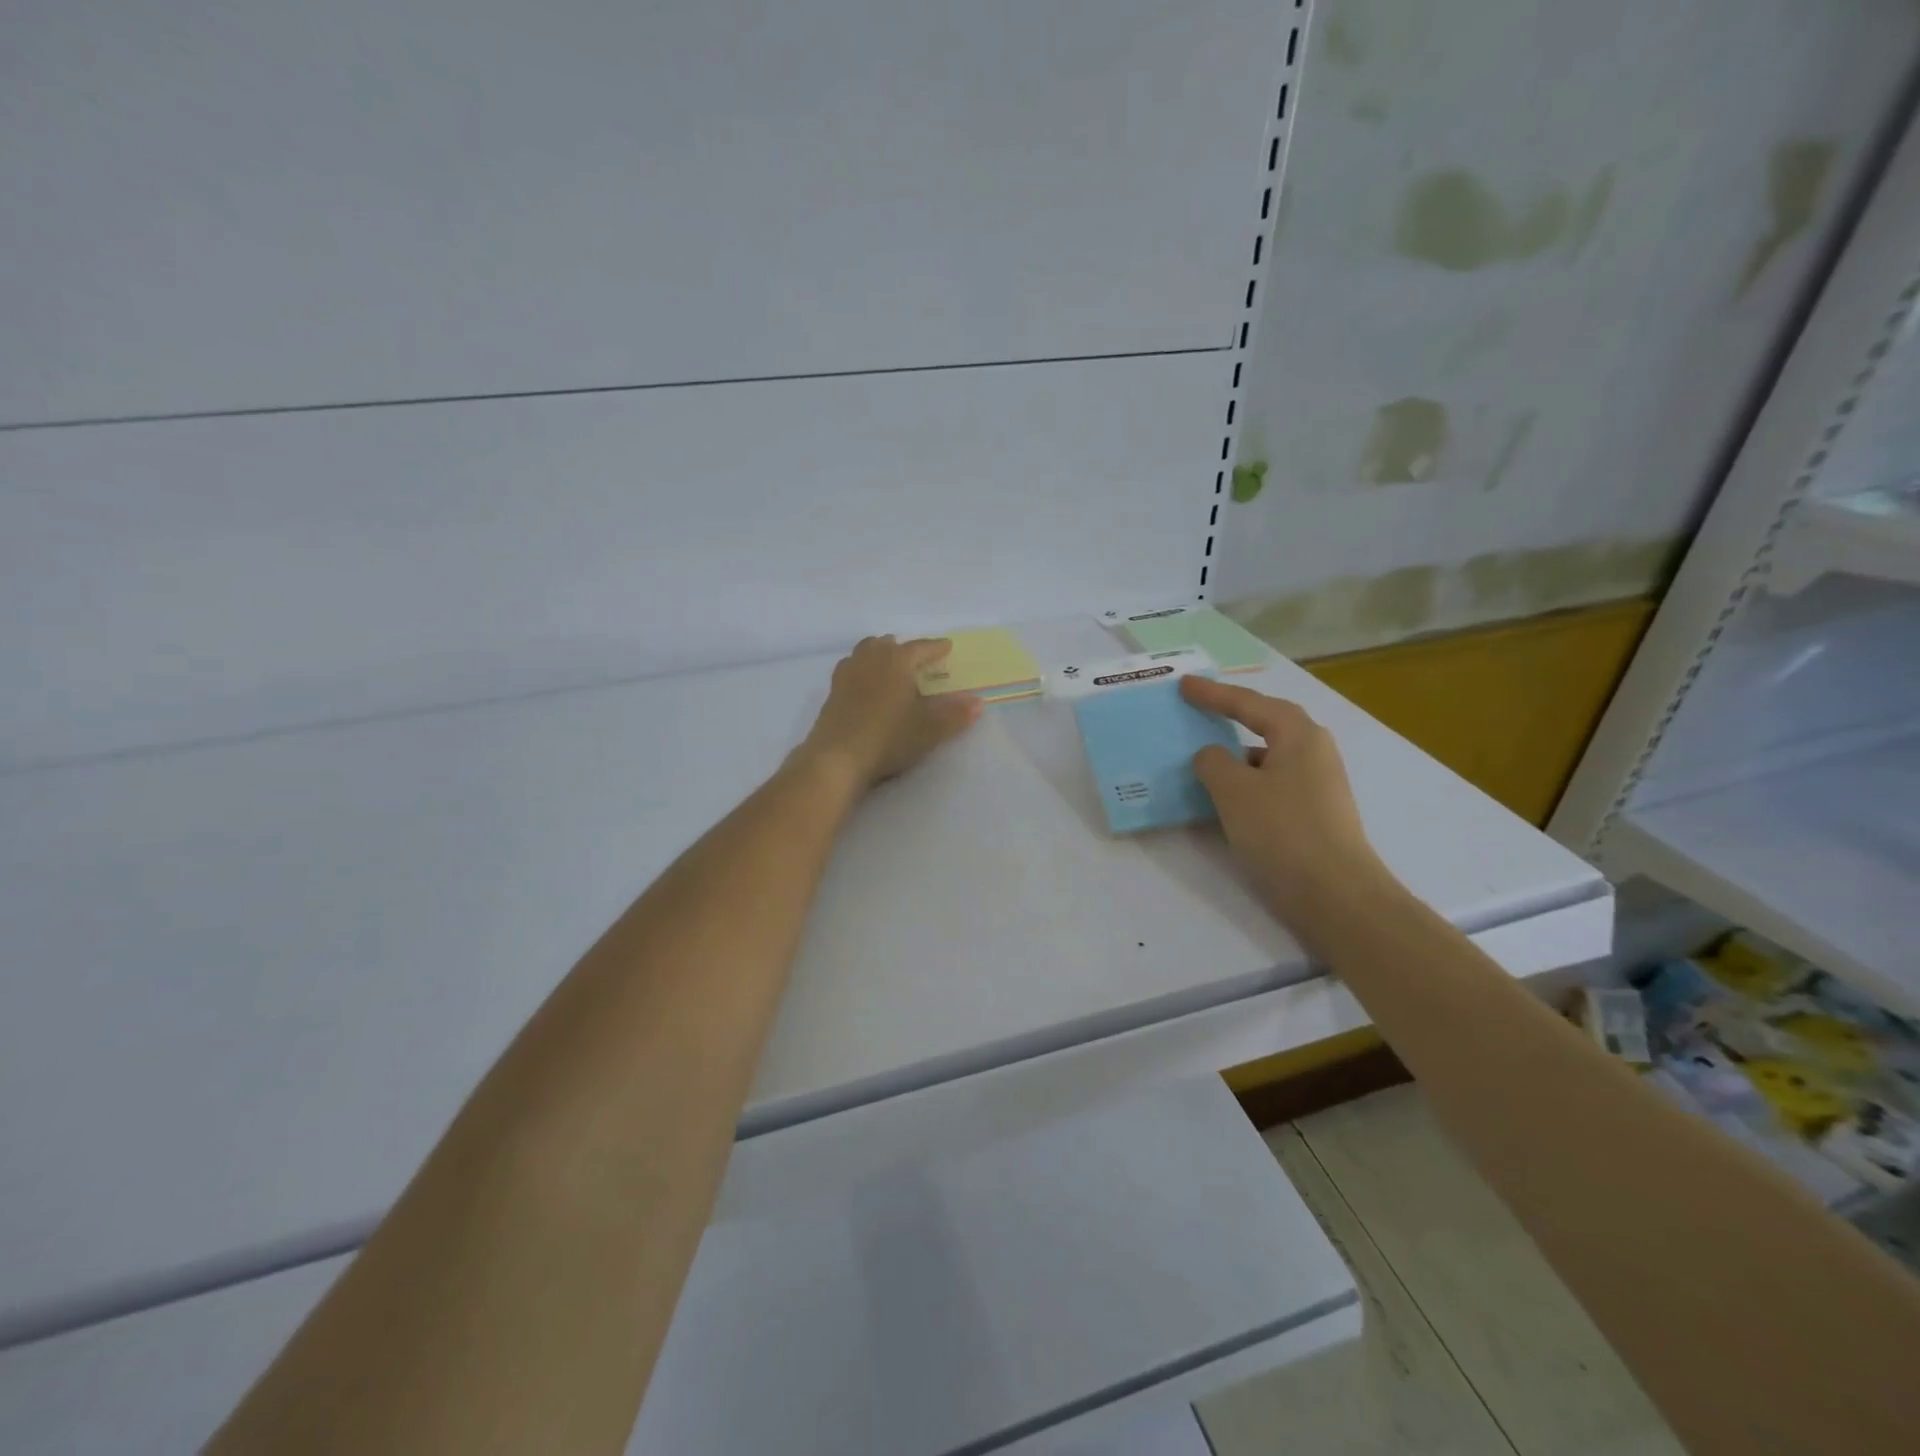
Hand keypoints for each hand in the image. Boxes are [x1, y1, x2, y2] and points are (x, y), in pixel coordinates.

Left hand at [799, 636, 981, 791]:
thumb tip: (978, 703)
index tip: (947, 647)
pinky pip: (851, 670)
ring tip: (889, 667)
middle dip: (903, 648)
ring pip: (865, 652)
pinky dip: (862, 671)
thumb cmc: (888, 737)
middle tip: (916, 658)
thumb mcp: (929, 729)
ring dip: (879, 655)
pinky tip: (865, 687)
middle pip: (887, 644)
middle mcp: (870, 659)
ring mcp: (847, 674)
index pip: (921, 648)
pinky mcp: (832, 693)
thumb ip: (955, 714)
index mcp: (897, 660)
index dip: (936, 648)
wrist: (837, 758)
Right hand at [1180, 675, 1394, 936]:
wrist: (1336, 896)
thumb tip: (1212, 756)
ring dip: (1235, 756)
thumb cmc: (1283, 831)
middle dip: (1231, 717)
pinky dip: (1245, 784)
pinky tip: (1224, 800)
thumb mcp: (1234, 790)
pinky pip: (1270, 784)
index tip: (1183, 685)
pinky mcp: (1314, 815)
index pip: (1248, 703)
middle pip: (1265, 724)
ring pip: (1267, 758)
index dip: (1213, 693)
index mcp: (1298, 735)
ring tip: (1202, 759)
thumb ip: (1213, 762)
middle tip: (1198, 710)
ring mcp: (1317, 785)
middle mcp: (1313, 752)